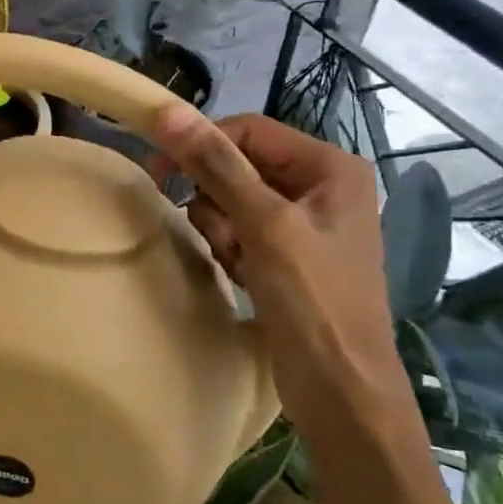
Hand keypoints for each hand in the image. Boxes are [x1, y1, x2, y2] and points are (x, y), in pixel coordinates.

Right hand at [151, 108, 412, 434]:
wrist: (342, 391)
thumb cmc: (313, 300)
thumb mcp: (263, 225)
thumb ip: (216, 165)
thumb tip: (168, 112)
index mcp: (329, 167)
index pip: (249, 131)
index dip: (203, 145)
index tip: (160, 172)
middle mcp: (321, 186)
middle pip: (240, 166)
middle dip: (219, 201)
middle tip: (224, 237)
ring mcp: (305, 223)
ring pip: (233, 200)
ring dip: (223, 230)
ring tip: (241, 263)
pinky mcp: (289, 255)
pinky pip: (241, 231)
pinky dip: (232, 250)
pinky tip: (245, 277)